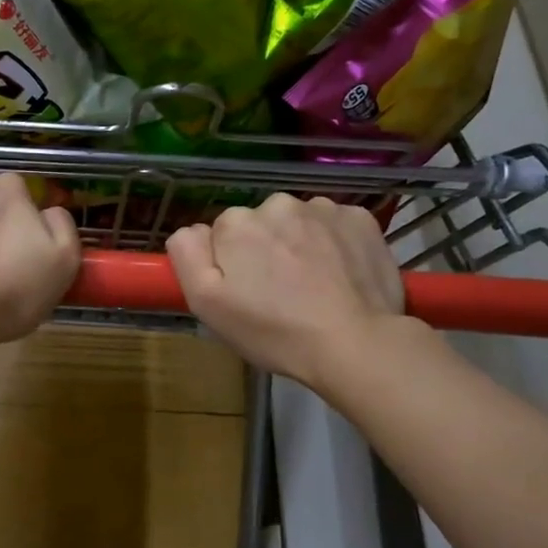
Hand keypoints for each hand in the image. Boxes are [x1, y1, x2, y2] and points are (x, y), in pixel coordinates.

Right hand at [167, 195, 406, 387]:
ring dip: (299, 245)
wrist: (355, 344)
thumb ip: (187, 256)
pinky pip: (335, 225)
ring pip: (298, 223)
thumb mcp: (206, 304)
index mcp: (236, 223)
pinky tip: (340, 275)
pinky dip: (334, 244)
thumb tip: (192, 230)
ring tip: (313, 287)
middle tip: (279, 294)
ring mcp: (323, 208)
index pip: (222, 235)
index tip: (245, 294)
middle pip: (261, 225)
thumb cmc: (273, 330)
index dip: (230, 265)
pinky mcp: (361, 220)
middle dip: (264, 250)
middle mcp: (277, 203)